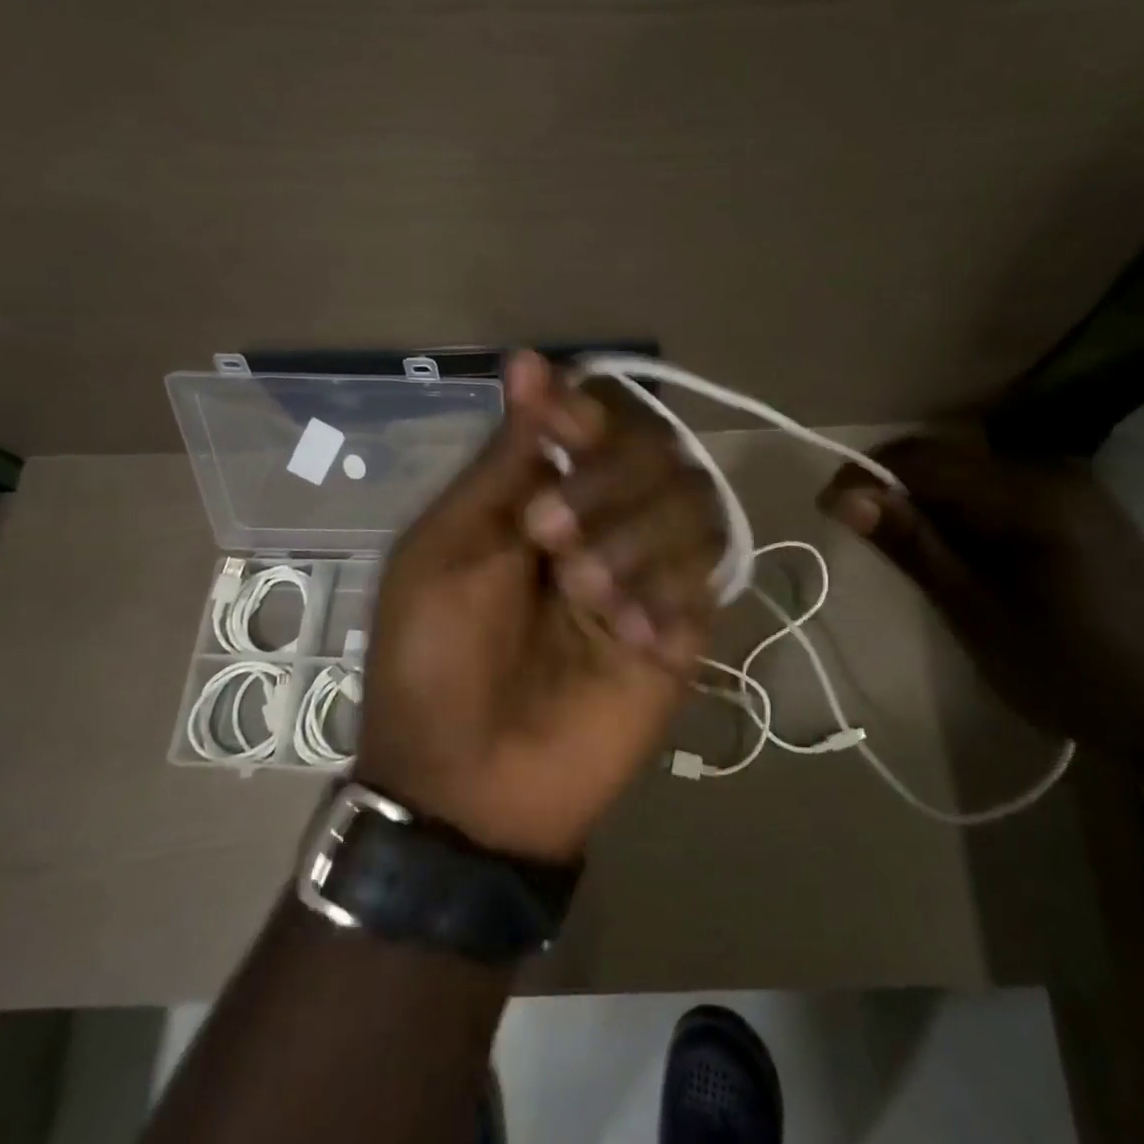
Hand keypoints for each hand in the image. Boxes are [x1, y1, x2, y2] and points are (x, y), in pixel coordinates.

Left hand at [354, 352, 722, 862]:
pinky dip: (668, 594)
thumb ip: (504, 459)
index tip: (563, 424)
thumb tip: (528, 360)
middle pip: (657, 449)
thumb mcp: (448, 545)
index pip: (596, 418)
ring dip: (637, 539)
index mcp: (544, 493)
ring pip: (693, 502)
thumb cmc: (435, 657)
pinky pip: (708, 576)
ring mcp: (649, 572)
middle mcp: (606, 520)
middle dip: (606, 484)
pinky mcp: (684, 629)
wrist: (470, 783)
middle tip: (549, 538)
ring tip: (588, 597)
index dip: (585, 410)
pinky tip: (631, 640)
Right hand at [818, 433, 1143, 761]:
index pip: (925, 458)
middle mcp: (1054, 470)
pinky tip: (961, 553)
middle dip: (895, 488)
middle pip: (948, 459)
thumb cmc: (1069, 673)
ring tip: (908, 550)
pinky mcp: (1083, 506)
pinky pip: (1001, 490)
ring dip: (928, 501)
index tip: (827, 508)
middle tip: (861, 534)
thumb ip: (912, 545)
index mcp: (1032, 495)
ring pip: (972, 473)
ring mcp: (1075, 486)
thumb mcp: (976, 613)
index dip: (866, 475)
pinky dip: (964, 511)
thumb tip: (843, 496)